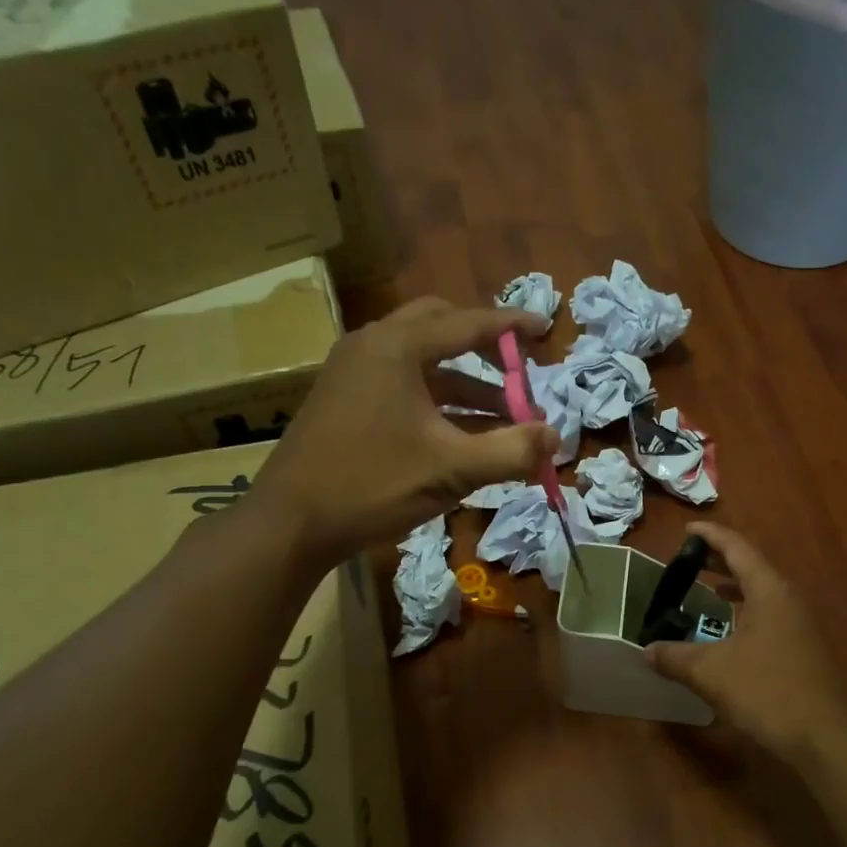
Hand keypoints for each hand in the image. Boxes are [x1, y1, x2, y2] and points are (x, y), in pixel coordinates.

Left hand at [246, 297, 556, 567]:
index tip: (545, 328)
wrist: (290, 523)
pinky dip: (436, 399)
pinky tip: (461, 433)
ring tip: (503, 417)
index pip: (468, 323)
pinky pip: (402, 383)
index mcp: (398, 347)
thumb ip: (511, 450)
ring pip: (421, 361)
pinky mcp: (343, 398)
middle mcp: (372, 345)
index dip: (512, 326)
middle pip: (439, 327)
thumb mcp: (452, 469)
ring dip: (464, 382)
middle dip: (482, 347)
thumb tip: (556, 437)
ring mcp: (352, 371)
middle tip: (516, 369)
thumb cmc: (372, 485)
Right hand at [645, 524, 846, 760]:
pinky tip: (730, 630)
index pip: (737, 549)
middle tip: (690, 558)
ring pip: (762, 592)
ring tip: (707, 588)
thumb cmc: (766, 692)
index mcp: (769, 591)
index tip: (687, 530)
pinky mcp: (803, 648)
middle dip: (720, 560)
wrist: (823, 738)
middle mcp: (788, 599)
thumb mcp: (710, 672)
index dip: (711, 536)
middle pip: (752, 567)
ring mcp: (800, 624)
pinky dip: (746, 610)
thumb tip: (647, 651)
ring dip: (735, 586)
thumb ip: (674, 657)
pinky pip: (769, 614)